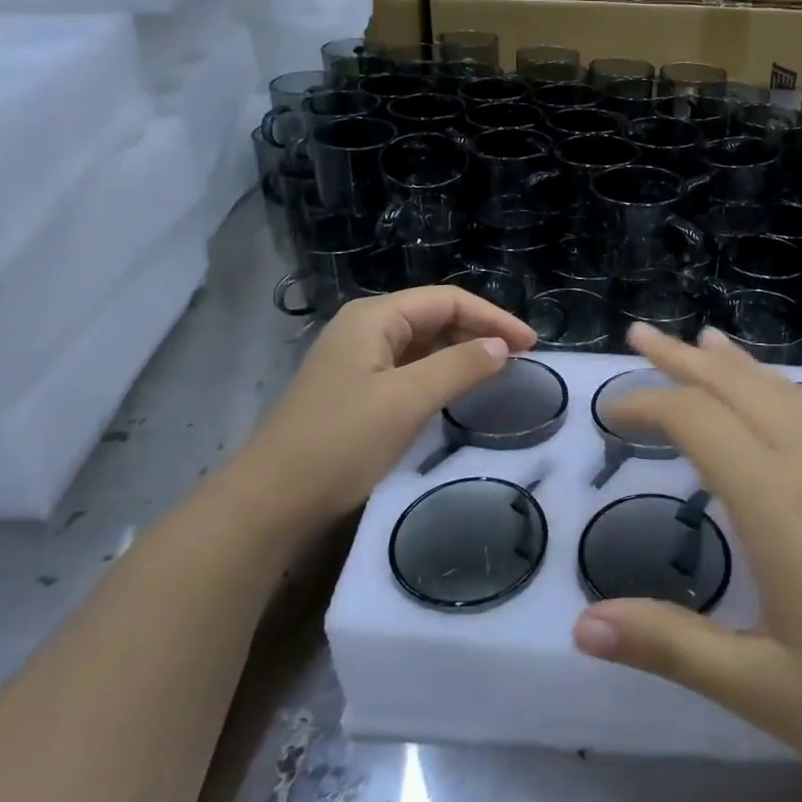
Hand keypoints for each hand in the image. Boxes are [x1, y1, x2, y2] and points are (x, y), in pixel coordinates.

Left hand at [229, 288, 537, 531]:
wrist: (270, 501)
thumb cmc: (340, 442)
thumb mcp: (407, 400)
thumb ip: (459, 367)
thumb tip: (501, 347)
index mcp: (374, 317)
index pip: (447, 301)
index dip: (493, 317)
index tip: (531, 345)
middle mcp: (364, 328)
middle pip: (434, 316)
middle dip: (479, 331)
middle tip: (520, 359)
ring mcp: (356, 359)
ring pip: (422, 343)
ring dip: (461, 352)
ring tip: (498, 372)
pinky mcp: (354, 389)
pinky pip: (408, 368)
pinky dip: (439, 373)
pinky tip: (456, 391)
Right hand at [574, 324, 801, 801]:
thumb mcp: (762, 689)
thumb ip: (669, 645)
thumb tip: (581, 625)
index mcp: (776, 503)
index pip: (695, 422)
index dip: (646, 404)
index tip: (610, 413)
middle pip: (739, 389)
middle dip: (683, 360)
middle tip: (642, 336)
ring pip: (794, 392)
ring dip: (744, 365)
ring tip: (708, 340)